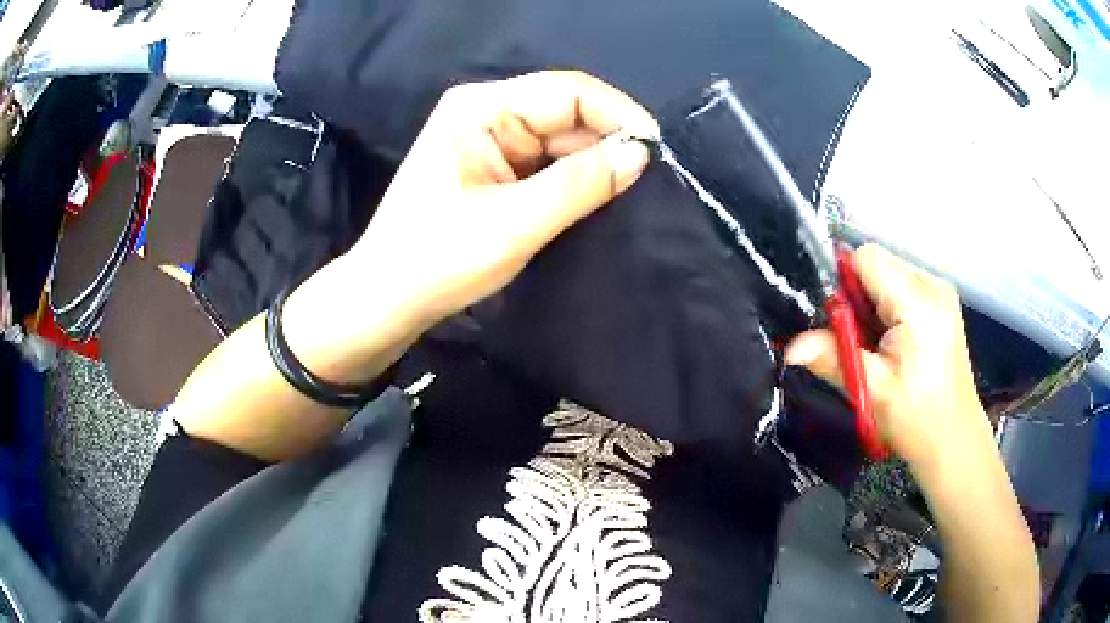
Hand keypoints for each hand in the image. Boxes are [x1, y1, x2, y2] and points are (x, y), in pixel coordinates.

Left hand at [348, 70, 657, 325]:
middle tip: (649, 181)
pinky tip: (596, 198)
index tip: (657, 151)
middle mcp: (486, 112)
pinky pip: (545, 162)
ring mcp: (488, 139)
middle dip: (607, 142)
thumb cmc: (438, 260)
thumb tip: (640, 153)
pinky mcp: (492, 167)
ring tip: (629, 194)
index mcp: (482, 108)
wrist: (387, 298)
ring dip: (592, 163)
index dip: (617, 114)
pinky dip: (572, 178)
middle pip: (565, 112)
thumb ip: (580, 184)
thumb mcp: (514, 222)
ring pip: (559, 139)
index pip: (567, 91)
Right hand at [785, 244, 993, 473]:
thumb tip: (790, 348)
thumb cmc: (917, 419)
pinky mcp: (942, 302)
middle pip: (877, 263)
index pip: (867, 258)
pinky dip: (888, 307)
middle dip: (858, 295)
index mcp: (918, 302)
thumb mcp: (872, 390)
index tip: (836, 320)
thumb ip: (832, 358)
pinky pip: (903, 286)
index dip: (843, 281)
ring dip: (872, 302)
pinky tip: (892, 341)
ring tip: (877, 345)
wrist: (955, 440)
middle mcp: (932, 284)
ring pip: (889, 273)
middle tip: (857, 340)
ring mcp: (940, 291)